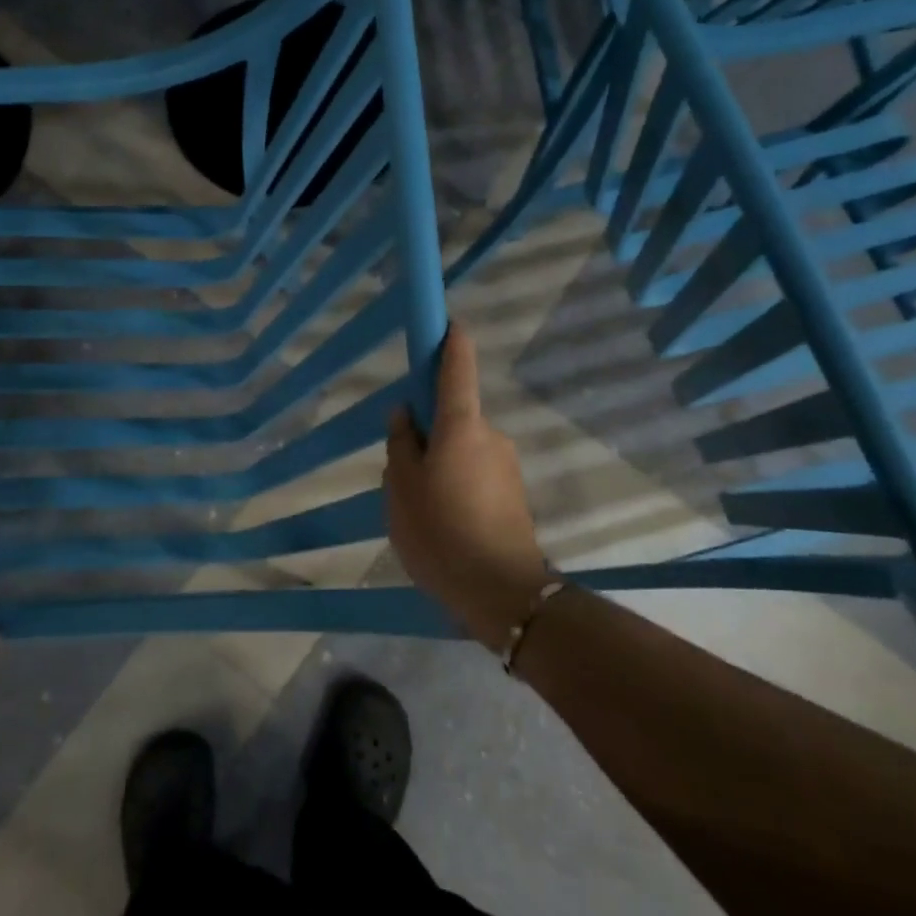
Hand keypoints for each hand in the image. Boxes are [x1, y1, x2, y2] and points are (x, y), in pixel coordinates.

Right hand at [384, 323, 553, 650]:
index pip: (458, 366)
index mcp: (461, 425)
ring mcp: (507, 464)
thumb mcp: (402, 488)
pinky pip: (476, 473)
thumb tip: (406, 414)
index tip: (444, 322)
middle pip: (454, 415)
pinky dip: (458, 484)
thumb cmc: (441, 532)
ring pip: (463, 448)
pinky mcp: (514, 493)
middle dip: (429, 431)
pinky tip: (446, 523)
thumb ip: (401, 444)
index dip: (450, 339)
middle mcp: (491, 435)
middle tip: (404, 471)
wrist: (502, 594)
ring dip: (442, 463)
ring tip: (422, 508)